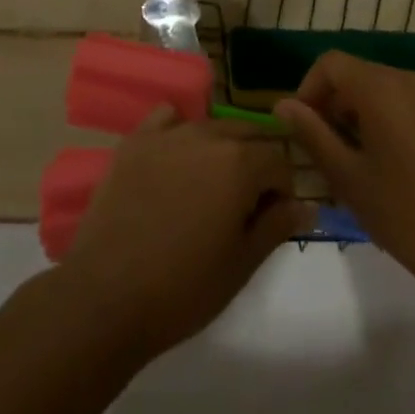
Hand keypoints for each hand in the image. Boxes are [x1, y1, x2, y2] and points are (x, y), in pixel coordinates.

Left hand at [61, 110, 303, 362]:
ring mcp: (167, 134)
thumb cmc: (183, 288)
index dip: (282, 190)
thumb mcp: (241, 264)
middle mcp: (207, 136)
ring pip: (210, 126)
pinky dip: (179, 129)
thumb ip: (277, 226)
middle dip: (257, 162)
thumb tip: (307, 206)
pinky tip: (175, 159)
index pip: (278, 161)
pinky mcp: (135, 141)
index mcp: (240, 163)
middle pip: (247, 134)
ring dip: (222, 147)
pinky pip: (167, 118)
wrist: (107, 295)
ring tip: (211, 185)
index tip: (271, 219)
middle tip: (245, 204)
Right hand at [276, 54, 414, 299]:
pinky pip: (411, 102)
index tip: (304, 126)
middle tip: (326, 146)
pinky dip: (391, 117)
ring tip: (357, 157)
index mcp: (383, 89)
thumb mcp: (347, 177)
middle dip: (335, 102)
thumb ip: (312, 133)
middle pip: (359, 73)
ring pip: (385, 88)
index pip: (332, 63)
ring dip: (362, 110)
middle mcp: (412, 80)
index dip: (309, 88)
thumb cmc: (404, 215)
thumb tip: (283, 105)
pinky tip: (393, 162)